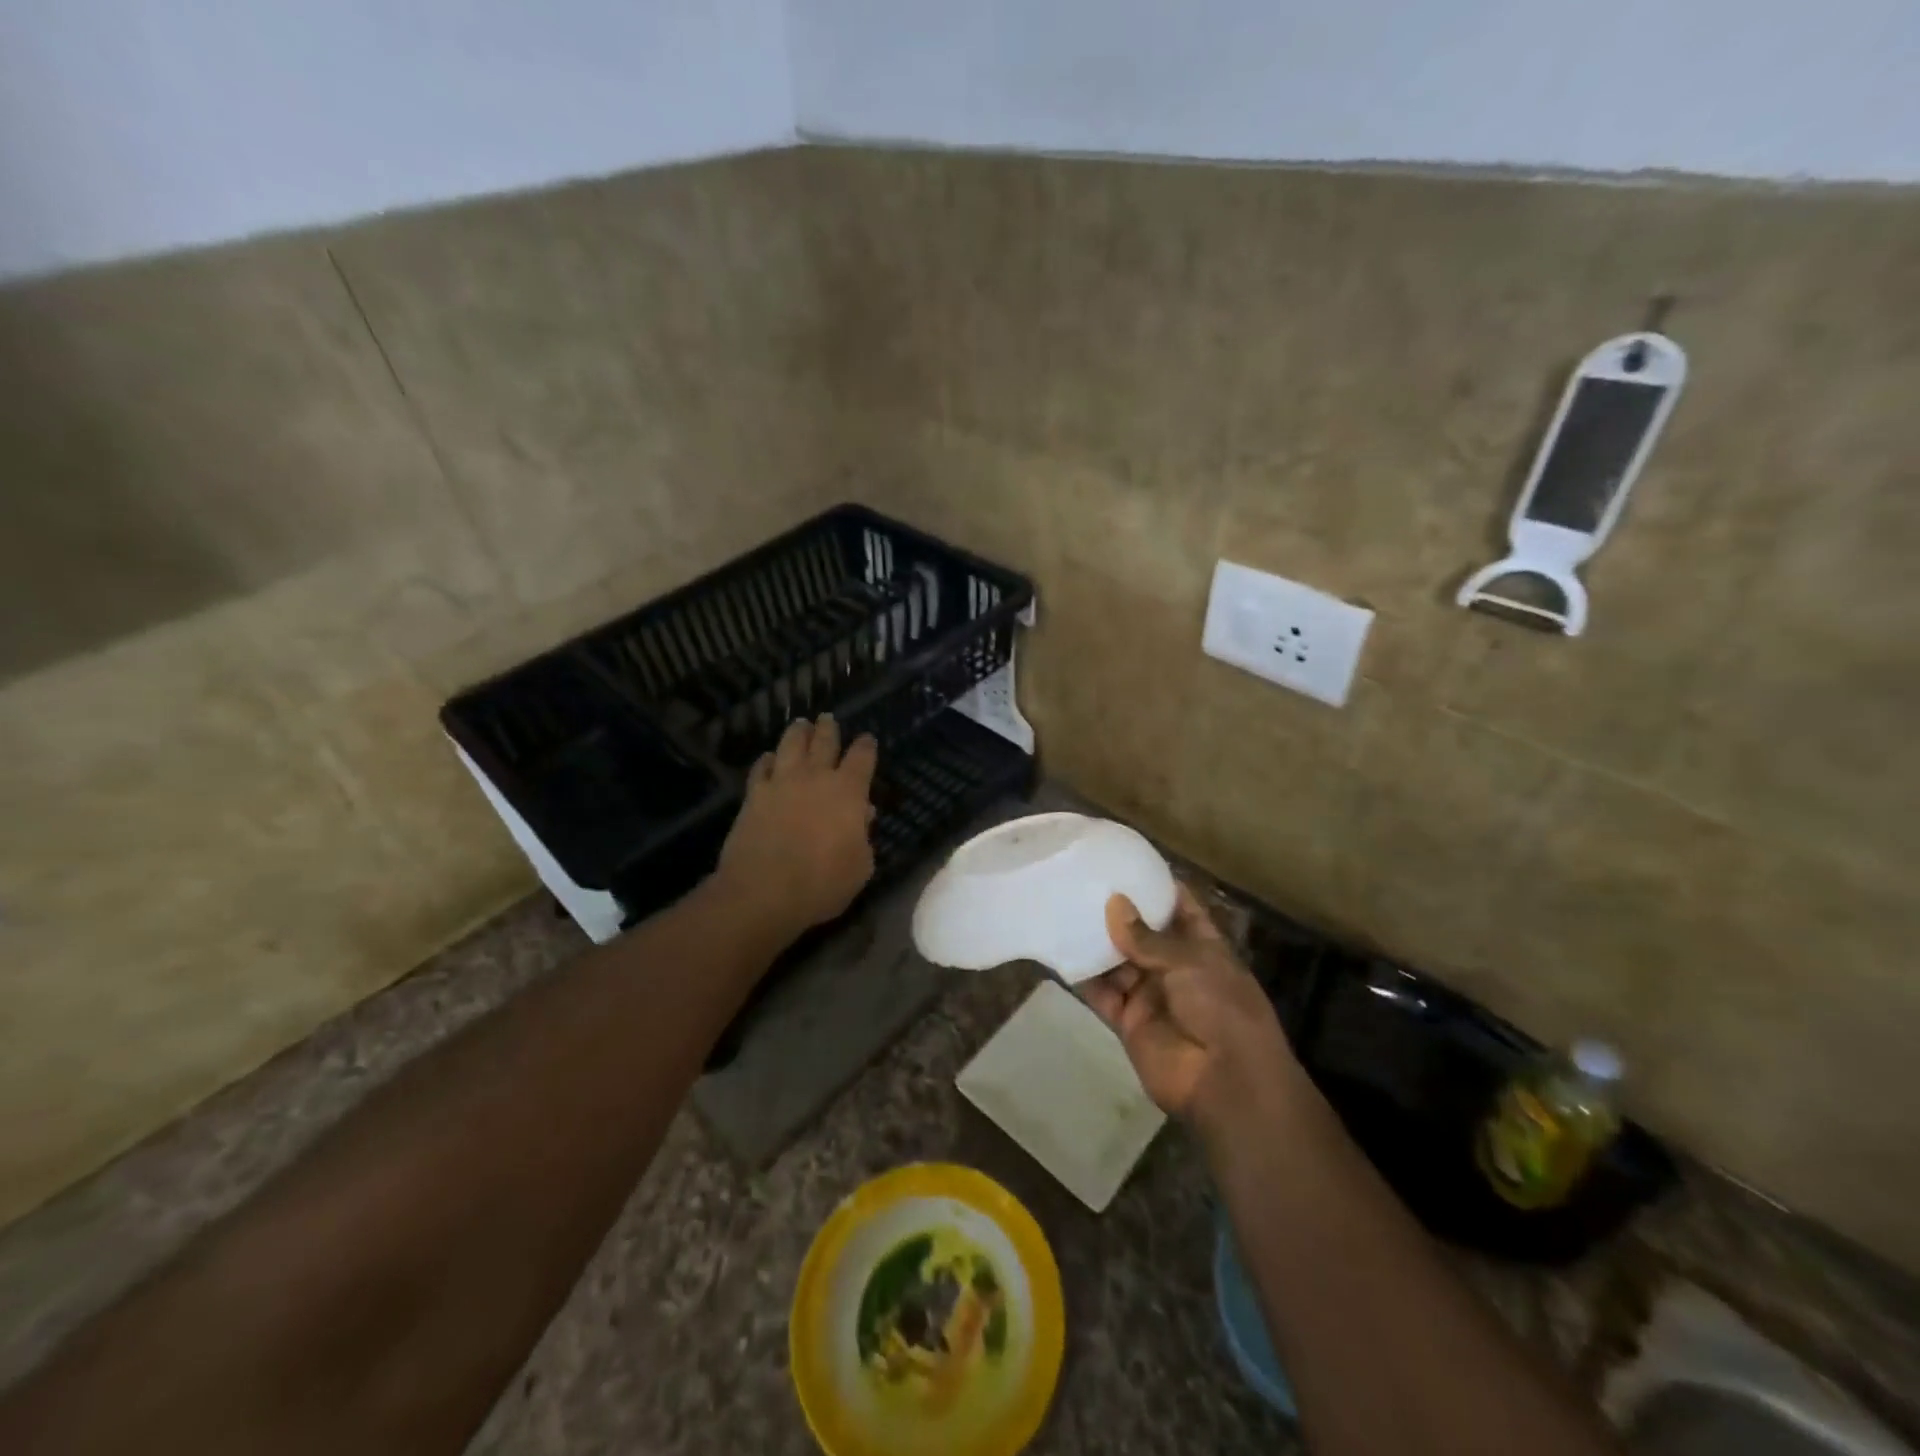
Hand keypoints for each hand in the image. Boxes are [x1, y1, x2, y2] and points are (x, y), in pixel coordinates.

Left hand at [713, 715, 878, 936]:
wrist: (763, 892)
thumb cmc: (822, 883)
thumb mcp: (860, 866)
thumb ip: (864, 836)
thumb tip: (862, 814)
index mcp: (849, 791)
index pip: (862, 757)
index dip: (866, 746)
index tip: (867, 739)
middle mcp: (816, 777)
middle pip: (824, 741)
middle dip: (829, 729)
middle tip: (828, 719)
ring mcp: (781, 783)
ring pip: (791, 745)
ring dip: (798, 733)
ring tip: (800, 724)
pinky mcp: (753, 795)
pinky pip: (761, 768)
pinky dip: (767, 760)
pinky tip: (769, 758)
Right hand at [1081, 884, 1300, 1127]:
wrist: (1226, 1082)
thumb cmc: (1222, 1008)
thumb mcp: (1191, 962)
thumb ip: (1148, 937)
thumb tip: (1114, 903)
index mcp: (1203, 947)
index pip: (1179, 907)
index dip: (1156, 886)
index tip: (1126, 862)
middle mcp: (1174, 967)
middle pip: (1141, 933)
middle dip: (1117, 911)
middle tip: (1082, 881)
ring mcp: (1150, 994)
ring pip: (1117, 961)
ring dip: (1095, 940)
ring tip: (1063, 908)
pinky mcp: (1128, 1020)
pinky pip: (1102, 993)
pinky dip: (1083, 977)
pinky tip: (1059, 951)